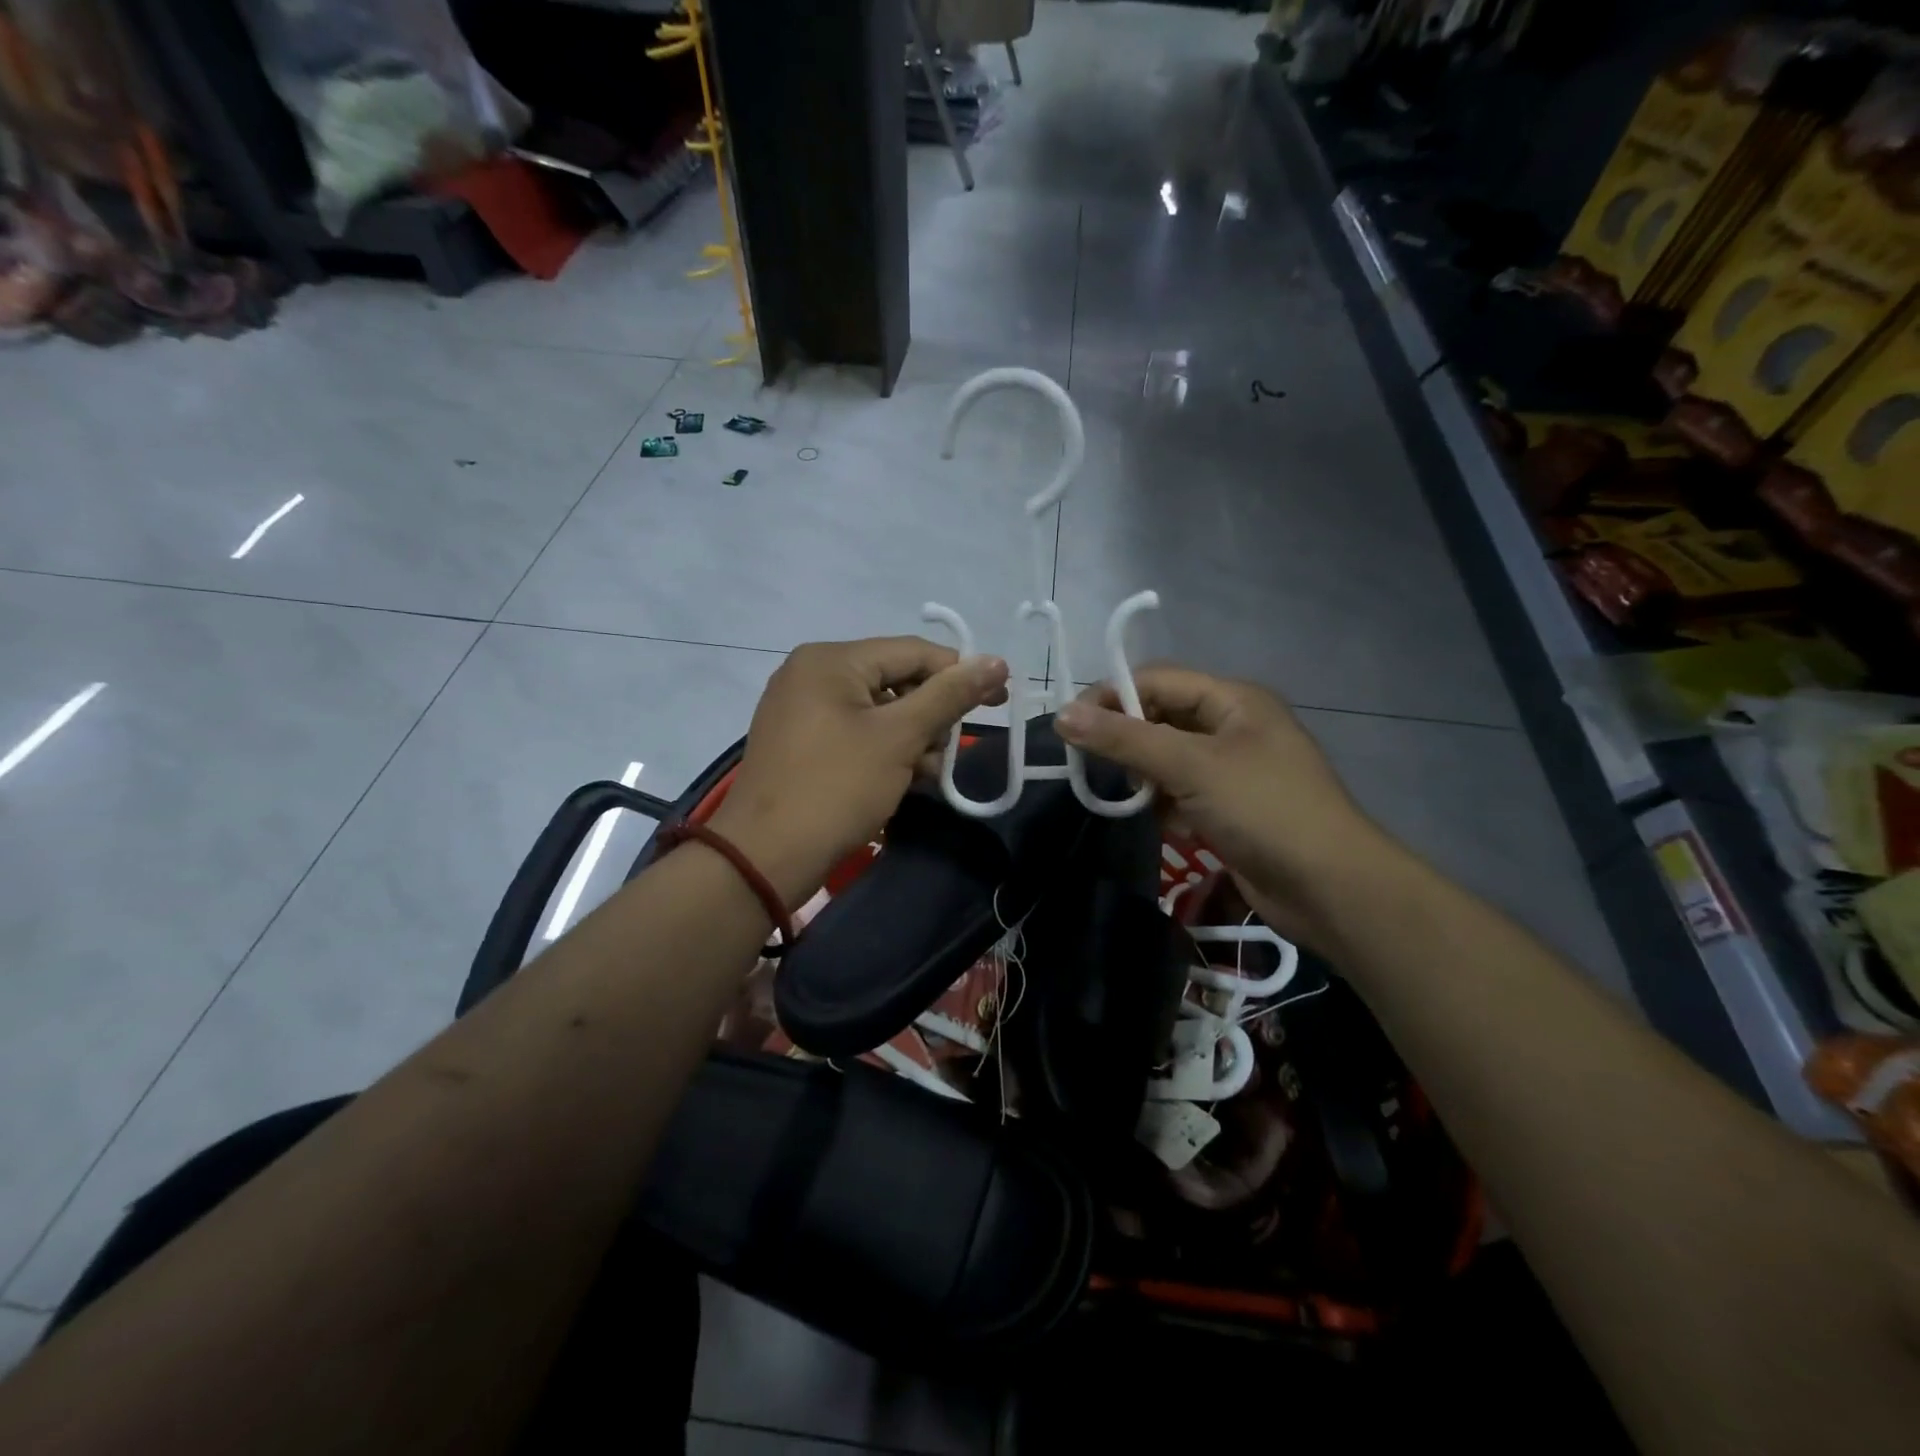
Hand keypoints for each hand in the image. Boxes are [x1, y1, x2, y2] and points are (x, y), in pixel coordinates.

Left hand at [709, 637, 1009, 904]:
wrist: (764, 859)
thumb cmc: (836, 788)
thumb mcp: (899, 738)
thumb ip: (949, 696)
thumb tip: (997, 662)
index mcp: (831, 660)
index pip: (912, 651)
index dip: (960, 673)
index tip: (999, 699)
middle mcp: (812, 674)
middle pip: (895, 680)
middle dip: (930, 716)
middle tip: (946, 753)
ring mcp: (802, 710)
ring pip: (879, 711)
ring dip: (911, 739)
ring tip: (924, 775)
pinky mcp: (801, 743)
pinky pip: (856, 733)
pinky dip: (884, 752)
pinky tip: (902, 781)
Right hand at [1055, 667, 1390, 946]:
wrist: (1330, 888)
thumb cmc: (1263, 810)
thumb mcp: (1191, 767)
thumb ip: (1125, 739)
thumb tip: (1062, 715)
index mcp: (1233, 700)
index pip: (1157, 680)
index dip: (1111, 696)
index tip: (1069, 726)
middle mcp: (1233, 725)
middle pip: (1161, 716)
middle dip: (1124, 736)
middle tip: (1086, 761)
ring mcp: (1233, 768)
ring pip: (1168, 756)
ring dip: (1141, 772)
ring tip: (1118, 792)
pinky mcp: (1229, 807)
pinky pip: (1181, 790)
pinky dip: (1161, 801)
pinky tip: (1154, 819)